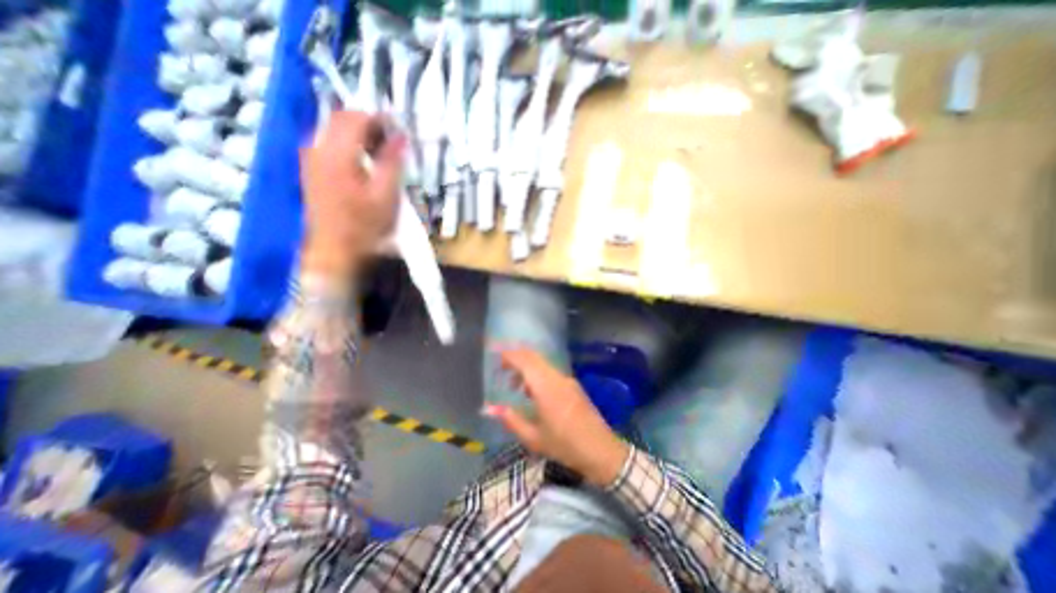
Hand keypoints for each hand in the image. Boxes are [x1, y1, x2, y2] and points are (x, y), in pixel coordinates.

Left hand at [303, 110, 410, 276]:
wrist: (335, 251)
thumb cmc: (364, 227)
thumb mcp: (385, 196)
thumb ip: (392, 163)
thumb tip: (401, 138)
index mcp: (336, 155)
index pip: (354, 118)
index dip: (378, 118)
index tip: (398, 126)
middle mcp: (316, 149)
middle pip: (339, 119)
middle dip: (367, 123)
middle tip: (391, 138)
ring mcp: (310, 159)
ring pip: (332, 130)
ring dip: (356, 134)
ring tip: (379, 150)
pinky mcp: (310, 170)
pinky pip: (327, 144)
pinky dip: (347, 145)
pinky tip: (362, 162)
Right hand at [482, 347, 629, 486]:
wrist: (601, 450)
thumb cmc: (565, 446)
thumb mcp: (534, 438)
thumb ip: (511, 420)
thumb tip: (491, 409)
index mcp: (545, 387)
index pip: (525, 361)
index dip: (509, 355)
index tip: (496, 356)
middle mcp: (557, 377)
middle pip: (534, 357)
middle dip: (517, 357)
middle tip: (502, 367)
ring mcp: (567, 380)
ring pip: (543, 364)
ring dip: (528, 367)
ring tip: (515, 385)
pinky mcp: (574, 386)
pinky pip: (551, 372)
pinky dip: (538, 374)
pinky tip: (533, 392)